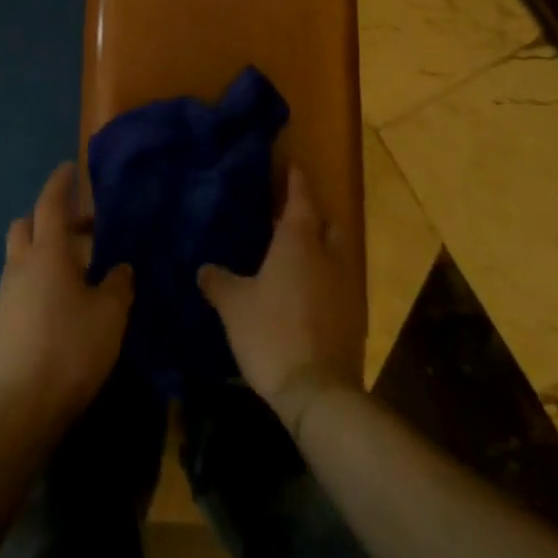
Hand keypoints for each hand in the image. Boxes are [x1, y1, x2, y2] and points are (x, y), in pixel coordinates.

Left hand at [0, 164, 133, 428]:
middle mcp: (21, 264)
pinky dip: (38, 272)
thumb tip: (120, 267)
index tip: (68, 169)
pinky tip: (61, 296)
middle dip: (50, 216)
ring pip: (21, 252)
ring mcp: (7, 291)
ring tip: (78, 266)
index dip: (60, 184)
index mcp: (47, 254)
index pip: (50, 205)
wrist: (25, 404)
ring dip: (44, 247)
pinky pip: (20, 278)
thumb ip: (118, 284)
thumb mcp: (110, 315)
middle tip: (82, 228)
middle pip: (26, 224)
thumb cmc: (72, 349)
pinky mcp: (3, 316)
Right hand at [199, 166, 363, 435]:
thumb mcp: (234, 306)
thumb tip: (204, 267)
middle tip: (288, 214)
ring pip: (334, 253)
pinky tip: (303, 291)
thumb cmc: (272, 333)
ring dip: (318, 247)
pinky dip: (322, 278)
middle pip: (326, 222)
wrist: (318, 392)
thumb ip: (218, 281)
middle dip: (311, 214)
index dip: (296, 180)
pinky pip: (337, 282)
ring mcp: (345, 286)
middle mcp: (328, 255)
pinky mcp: (353, 315)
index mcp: (299, 242)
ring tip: (292, 253)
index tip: (292, 165)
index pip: (301, 198)